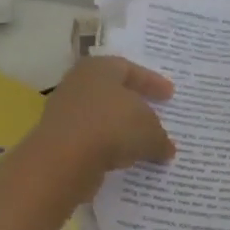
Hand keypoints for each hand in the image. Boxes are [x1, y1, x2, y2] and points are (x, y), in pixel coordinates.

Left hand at [28, 55, 175, 204]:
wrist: (63, 160)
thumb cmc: (112, 128)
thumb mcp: (149, 131)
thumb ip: (160, 138)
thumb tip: (166, 149)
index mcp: (100, 68)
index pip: (130, 69)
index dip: (152, 82)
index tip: (170, 95)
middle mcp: (79, 84)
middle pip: (112, 92)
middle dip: (134, 104)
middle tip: (154, 114)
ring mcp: (65, 112)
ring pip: (101, 117)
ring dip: (120, 129)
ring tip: (141, 142)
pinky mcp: (59, 140)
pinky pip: (91, 139)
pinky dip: (107, 147)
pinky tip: (122, 159)